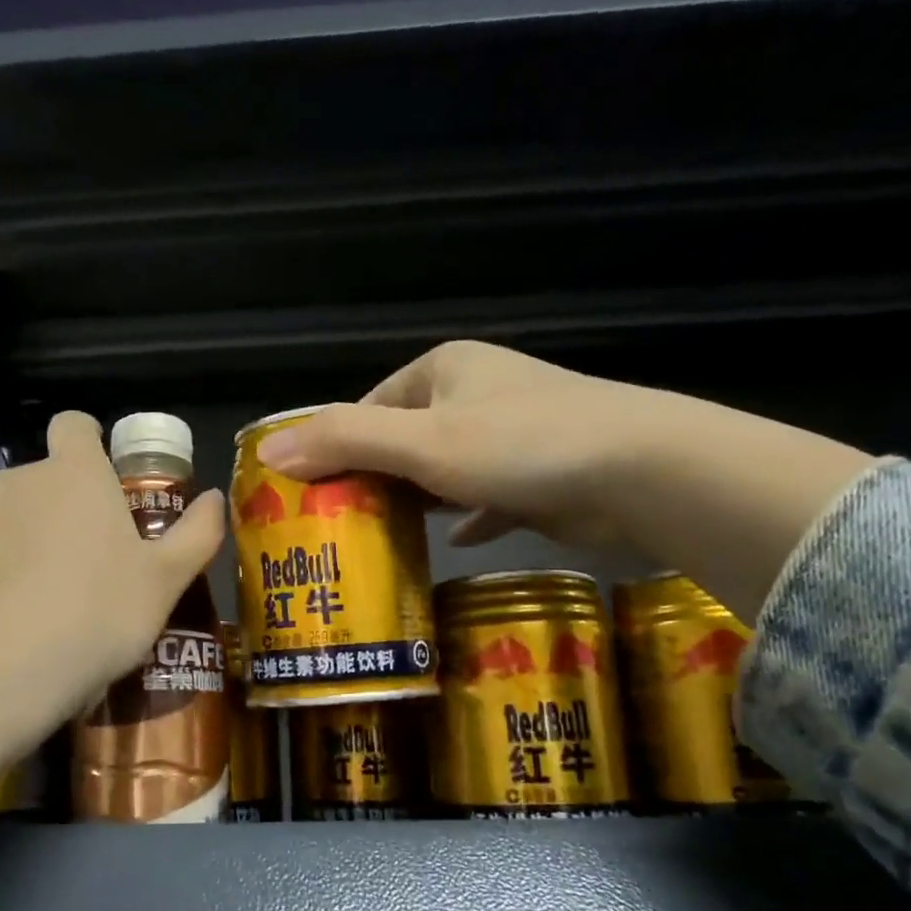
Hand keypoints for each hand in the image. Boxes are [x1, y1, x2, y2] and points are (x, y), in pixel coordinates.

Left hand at [0, 412, 223, 807]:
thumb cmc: (96, 620)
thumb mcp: (165, 584)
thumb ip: (196, 534)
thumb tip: (216, 497)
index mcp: (75, 476)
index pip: (75, 427)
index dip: (87, 445)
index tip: (100, 483)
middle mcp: (14, 477)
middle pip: (38, 476)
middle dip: (55, 507)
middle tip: (77, 564)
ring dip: (8, 530)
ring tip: (22, 590)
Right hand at [255, 340, 663, 548]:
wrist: (642, 472)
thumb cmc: (521, 445)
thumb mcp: (421, 442)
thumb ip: (345, 442)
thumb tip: (268, 453)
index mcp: (443, 369)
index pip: (368, 405)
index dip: (334, 446)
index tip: (309, 494)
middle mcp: (475, 392)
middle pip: (403, 438)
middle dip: (372, 478)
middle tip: (337, 526)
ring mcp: (511, 433)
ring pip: (444, 469)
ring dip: (416, 500)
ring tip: (378, 539)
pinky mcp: (539, 473)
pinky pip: (485, 495)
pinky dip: (466, 516)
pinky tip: (451, 542)